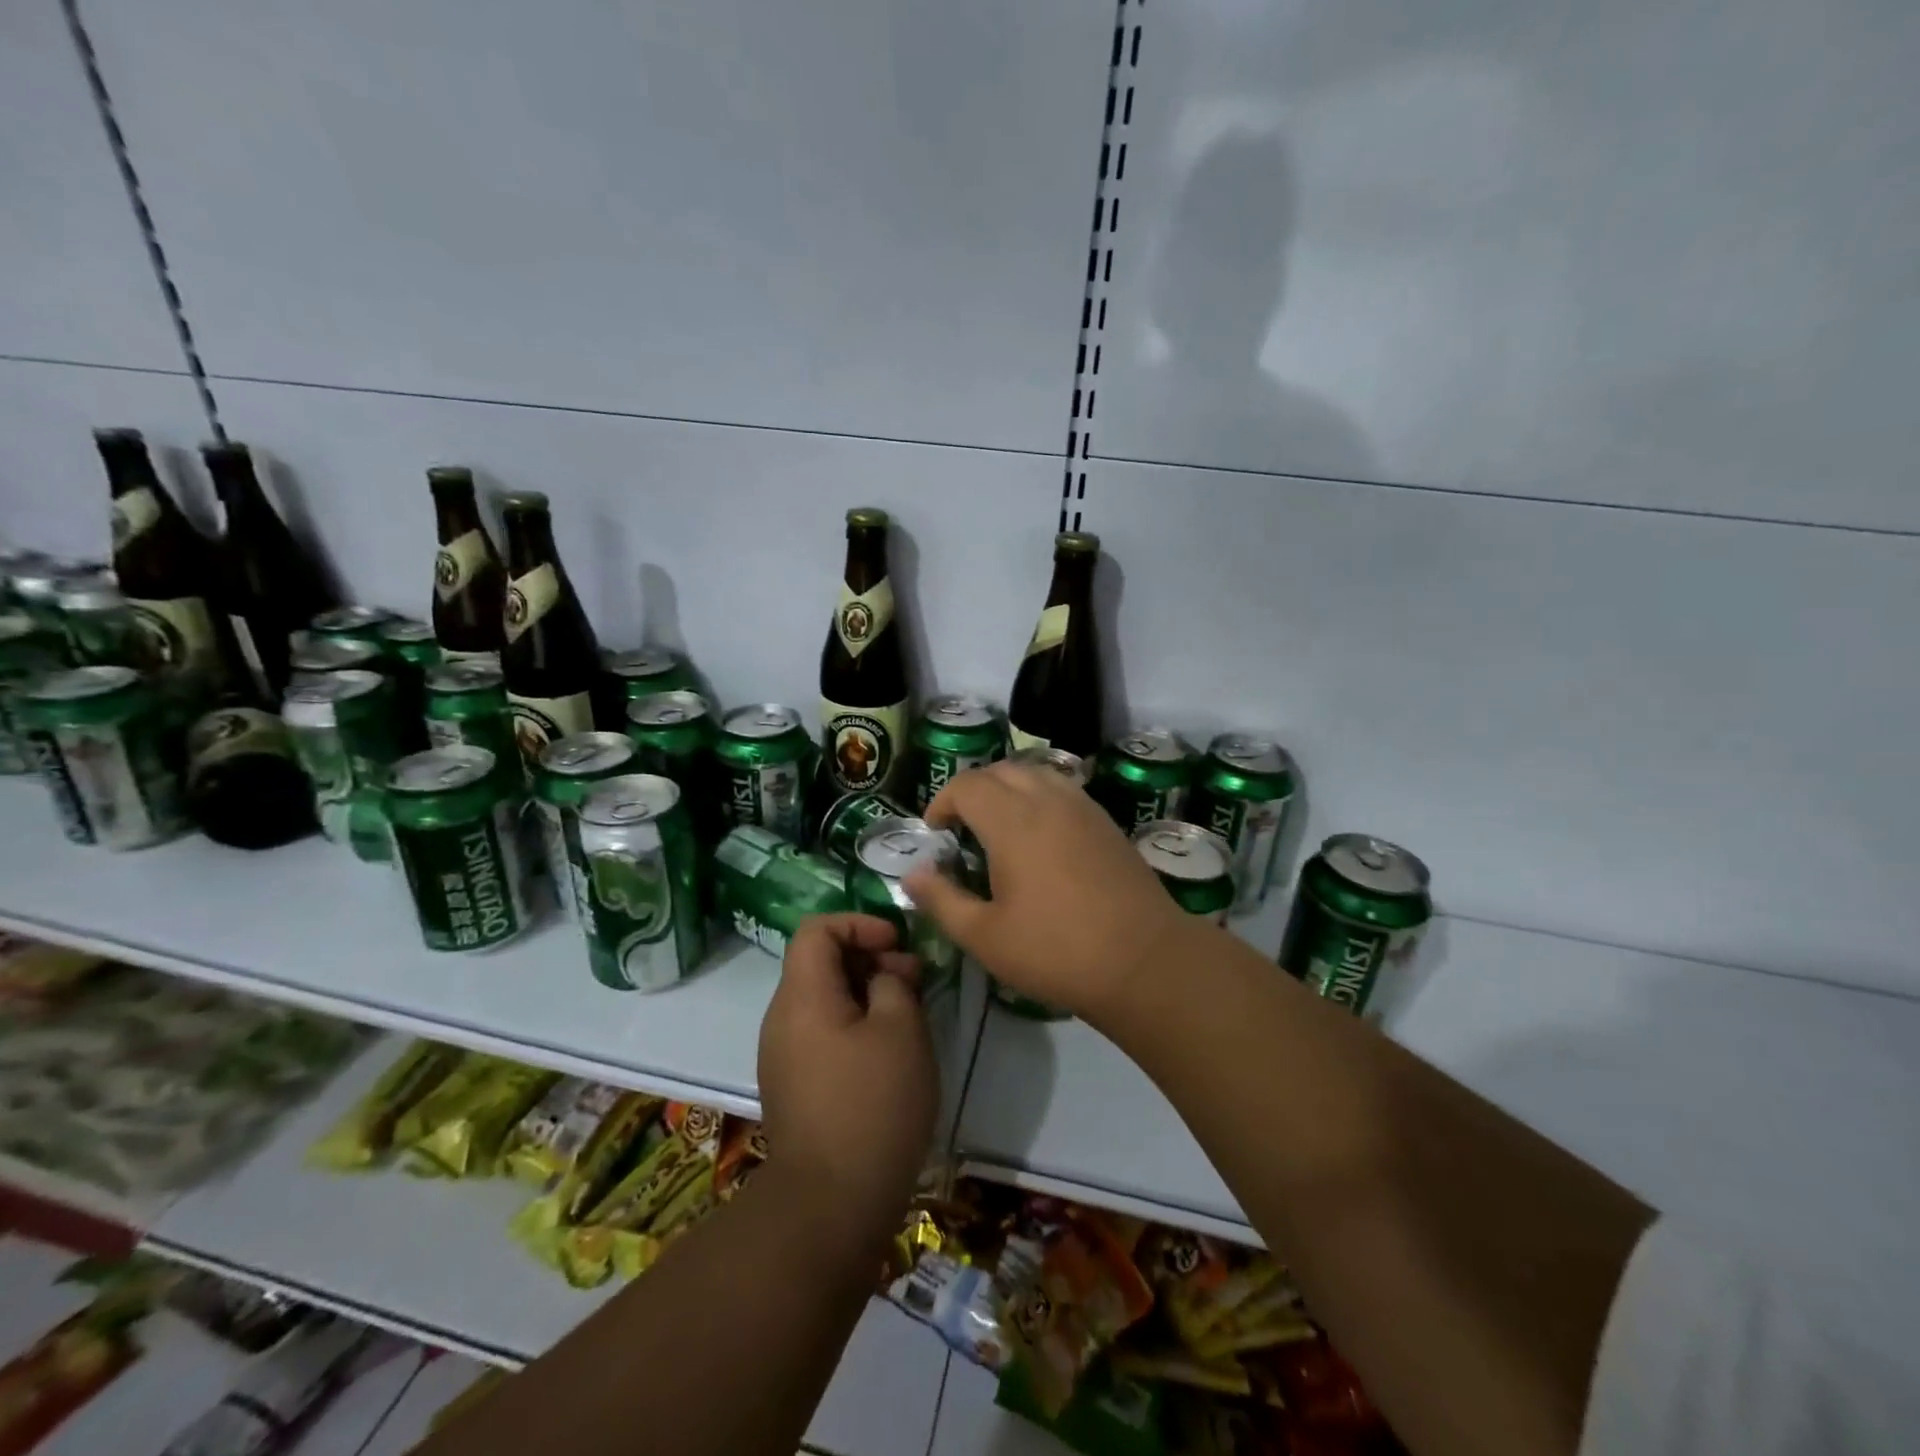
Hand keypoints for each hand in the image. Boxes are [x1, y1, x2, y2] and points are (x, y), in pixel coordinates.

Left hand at [757, 914, 936, 1240]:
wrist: (830, 1206)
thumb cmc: (872, 1105)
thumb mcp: (900, 1030)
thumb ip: (894, 983)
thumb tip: (884, 974)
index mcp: (801, 997)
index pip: (816, 929)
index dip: (859, 923)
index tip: (897, 944)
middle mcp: (782, 1019)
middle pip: (820, 962)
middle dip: (870, 958)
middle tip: (915, 979)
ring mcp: (784, 1055)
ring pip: (825, 999)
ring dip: (868, 992)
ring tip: (910, 1013)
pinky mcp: (795, 1086)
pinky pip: (823, 1033)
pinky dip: (857, 1024)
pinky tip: (891, 1051)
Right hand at [906, 763, 1191, 1020]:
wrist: (1145, 961)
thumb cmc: (1056, 951)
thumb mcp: (985, 937)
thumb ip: (942, 901)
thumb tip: (913, 875)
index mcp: (1013, 821)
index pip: (967, 785)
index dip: (942, 802)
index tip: (935, 833)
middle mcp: (1048, 800)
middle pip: (1001, 770)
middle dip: (973, 790)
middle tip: (962, 828)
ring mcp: (1083, 807)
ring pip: (1036, 774)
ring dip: (1008, 788)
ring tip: (999, 827)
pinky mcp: (1106, 822)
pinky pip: (1063, 789)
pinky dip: (1039, 797)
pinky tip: (1040, 837)